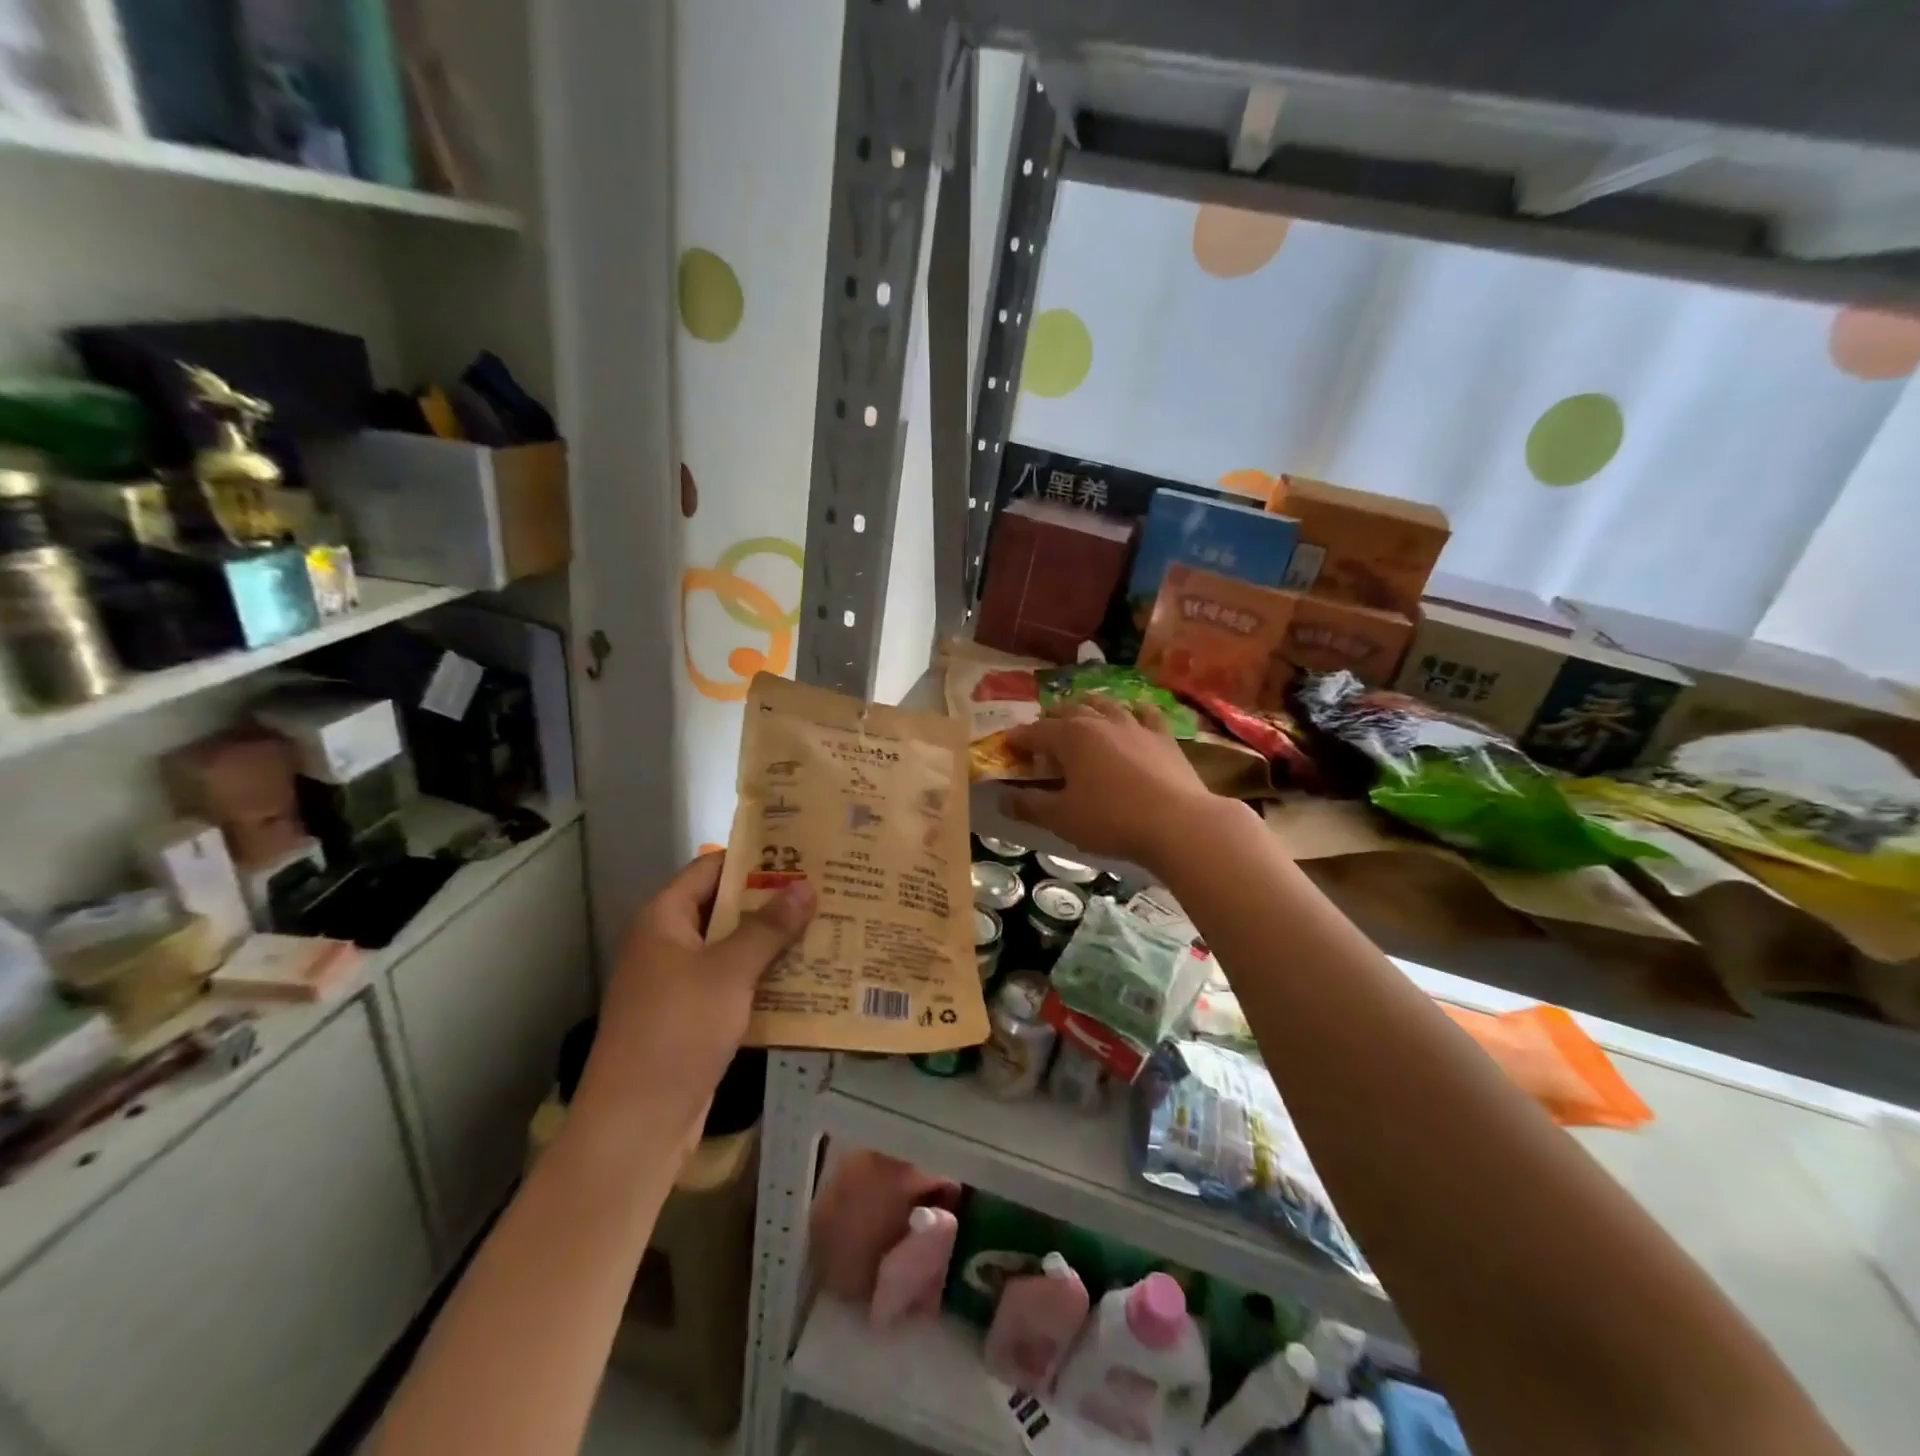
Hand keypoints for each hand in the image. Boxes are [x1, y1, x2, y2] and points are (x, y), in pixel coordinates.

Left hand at [573, 853, 815, 1143]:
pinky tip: (807, 976)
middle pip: (725, 908)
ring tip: (826, 926)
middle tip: (824, 889)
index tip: (802, 853)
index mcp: (664, 919)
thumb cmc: (678, 1030)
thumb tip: (806, 886)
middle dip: (772, 901)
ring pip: (733, 948)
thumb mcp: (729, 972)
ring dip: (773, 941)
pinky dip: (764, 977)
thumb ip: (768, 927)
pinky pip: (733, 983)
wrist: (637, 1122)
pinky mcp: (692, 1016)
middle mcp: (668, 943)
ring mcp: (679, 982)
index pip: (711, 868)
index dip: (754, 858)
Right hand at [1001, 697, 1224, 870]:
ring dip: (1087, 706)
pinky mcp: (1163, 736)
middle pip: (1068, 710)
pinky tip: (1132, 714)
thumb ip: (1030, 805)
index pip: (1034, 732)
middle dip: (1050, 720)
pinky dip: (1132, 711)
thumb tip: (1003, 798)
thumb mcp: (1062, 819)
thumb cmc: (1111, 820)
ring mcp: (1135, 724)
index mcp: (1070, 736)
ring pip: (1105, 704)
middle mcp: (1100, 720)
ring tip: (1080, 713)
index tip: (1007, 748)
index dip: (1018, 740)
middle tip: (1042, 736)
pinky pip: (1145, 713)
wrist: (1178, 823)